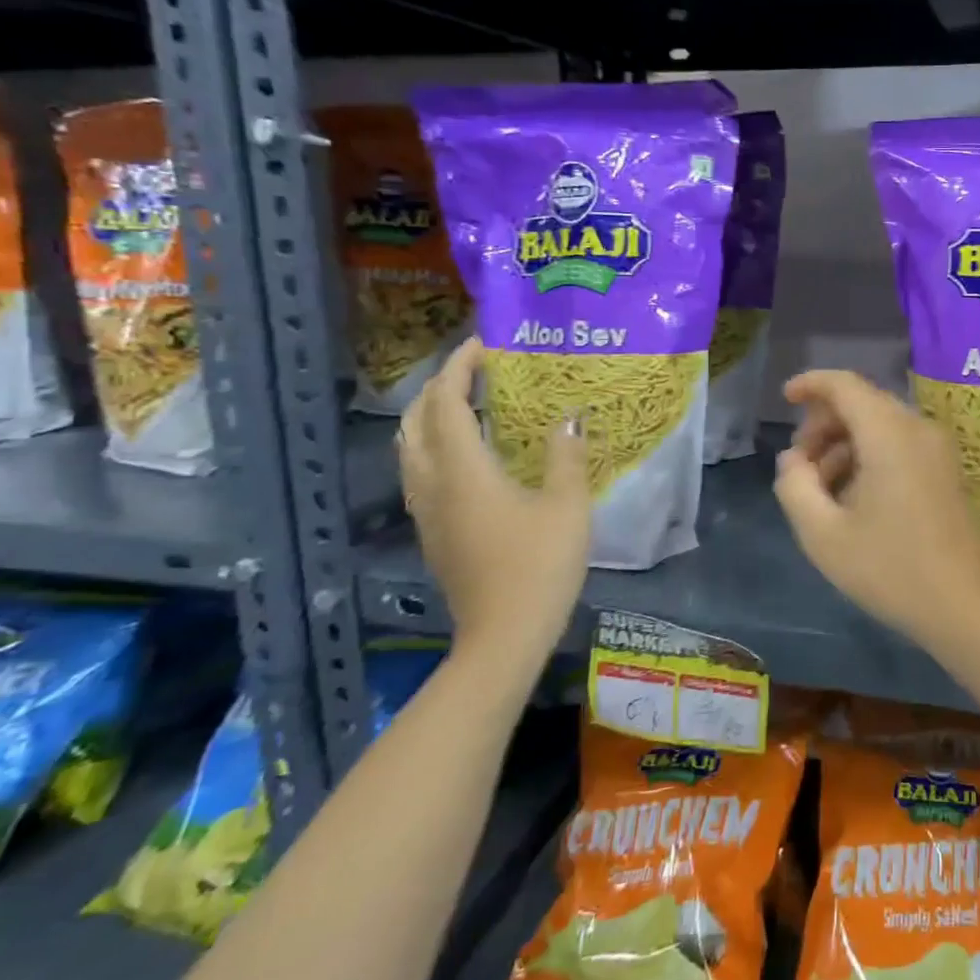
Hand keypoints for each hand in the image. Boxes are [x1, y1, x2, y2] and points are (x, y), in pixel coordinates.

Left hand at [398, 339, 589, 673]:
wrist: (503, 635)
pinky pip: (421, 471)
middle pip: (415, 421)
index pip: (446, 402)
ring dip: (432, 416)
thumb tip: (569, 417)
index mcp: (463, 470)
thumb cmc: (540, 565)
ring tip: (470, 404)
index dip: (460, 368)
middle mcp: (433, 483)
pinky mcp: (433, 532)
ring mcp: (427, 511)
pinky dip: (436, 445)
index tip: (484, 344)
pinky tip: (470, 454)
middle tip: (476, 372)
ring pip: (411, 448)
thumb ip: (565, 455)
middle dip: (438, 387)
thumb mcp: (567, 506)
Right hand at [773, 369, 979, 647]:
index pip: (846, 385)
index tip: (785, 399)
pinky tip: (853, 496)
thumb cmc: (888, 569)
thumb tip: (793, 460)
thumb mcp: (822, 534)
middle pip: (862, 403)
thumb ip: (795, 485)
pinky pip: (899, 443)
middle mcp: (918, 429)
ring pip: (880, 424)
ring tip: (822, 490)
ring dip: (844, 444)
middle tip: (800, 466)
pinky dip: (869, 454)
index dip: (811, 384)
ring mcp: (937, 448)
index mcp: (889, 435)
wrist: (960, 605)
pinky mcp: (945, 469)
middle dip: (823, 424)